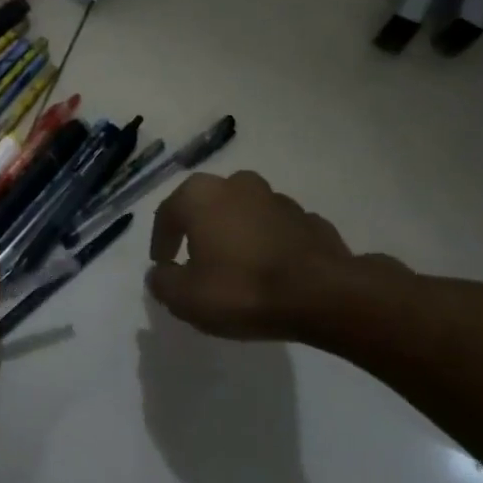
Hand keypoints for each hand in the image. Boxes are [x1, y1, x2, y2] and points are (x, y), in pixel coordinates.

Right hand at [146, 171, 410, 343]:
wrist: (323, 296)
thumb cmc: (241, 289)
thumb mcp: (185, 297)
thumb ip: (162, 282)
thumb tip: (160, 273)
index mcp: (201, 196)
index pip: (168, 213)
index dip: (161, 241)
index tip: (163, 265)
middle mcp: (238, 185)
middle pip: (208, 206)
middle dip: (200, 230)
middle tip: (196, 259)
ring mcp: (279, 199)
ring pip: (245, 214)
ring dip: (236, 234)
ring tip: (236, 266)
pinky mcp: (311, 220)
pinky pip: (277, 230)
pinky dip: (269, 244)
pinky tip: (270, 270)